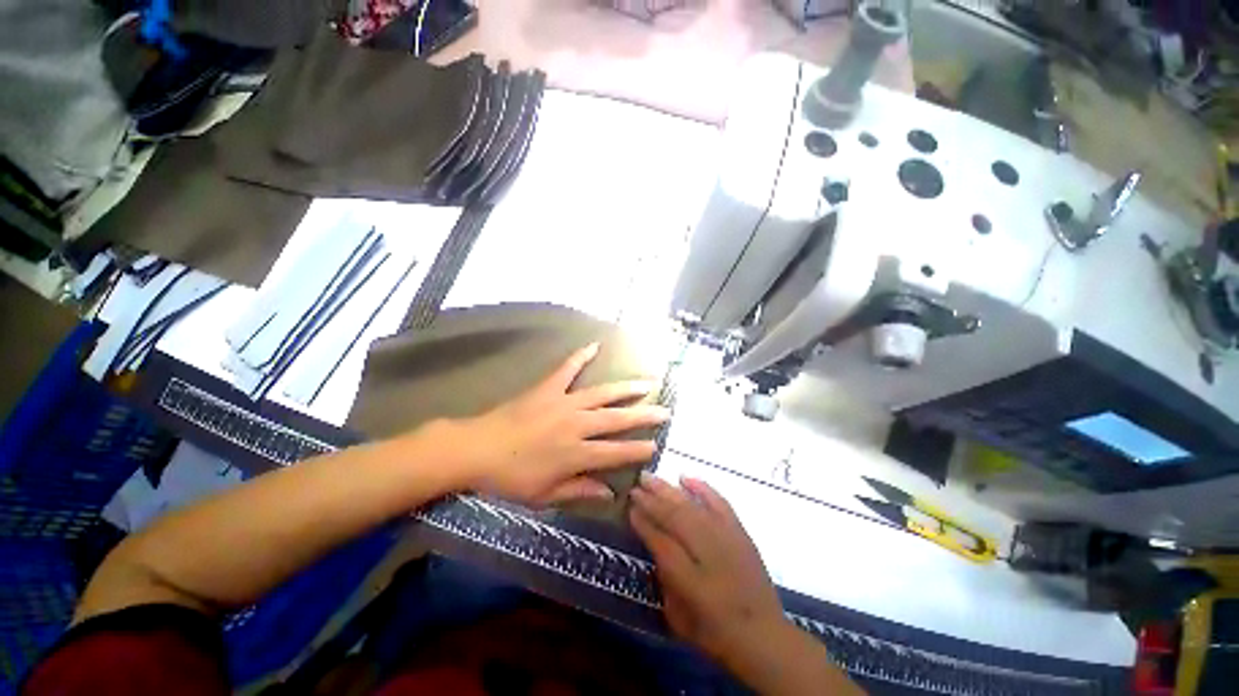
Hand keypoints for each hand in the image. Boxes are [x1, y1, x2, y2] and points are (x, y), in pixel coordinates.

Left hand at [442, 343, 669, 505]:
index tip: (656, 446)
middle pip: (617, 420)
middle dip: (644, 417)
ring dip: (625, 389)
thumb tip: (610, 492)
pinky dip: (581, 356)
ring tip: (646, 384)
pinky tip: (594, 345)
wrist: (476, 449)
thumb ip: (580, 490)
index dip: (638, 450)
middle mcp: (576, 425)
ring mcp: (563, 403)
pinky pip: (567, 368)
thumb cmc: (510, 478)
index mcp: (576, 454)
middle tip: (664, 412)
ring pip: (602, 394)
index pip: (616, 452)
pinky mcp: (548, 388)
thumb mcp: (545, 494)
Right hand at [631, 475, 863, 694]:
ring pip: (692, 505)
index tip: (629, 507)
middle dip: (652, 499)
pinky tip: (686, 478)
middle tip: (635, 485)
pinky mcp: (739, 531)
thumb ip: (664, 580)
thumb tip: (656, 548)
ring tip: (650, 477)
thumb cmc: (715, 633)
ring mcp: (726, 537)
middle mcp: (707, 551)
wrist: (763, 635)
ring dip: (669, 489)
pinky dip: (702, 488)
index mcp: (689, 579)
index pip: (659, 540)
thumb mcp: (678, 618)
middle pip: (674, 516)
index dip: (643, 522)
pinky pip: (719, 502)